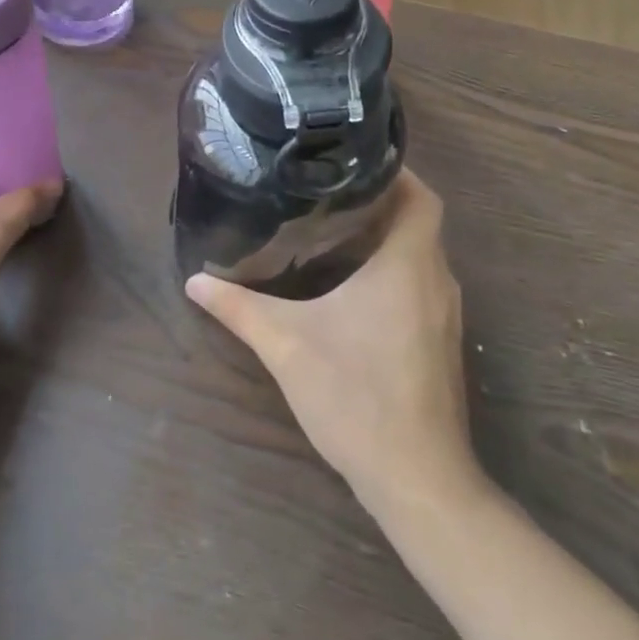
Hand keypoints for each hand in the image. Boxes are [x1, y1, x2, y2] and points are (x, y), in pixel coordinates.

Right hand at [185, 170, 479, 514]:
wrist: (417, 479)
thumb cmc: (356, 396)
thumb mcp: (286, 344)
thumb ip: (238, 308)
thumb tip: (194, 281)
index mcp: (409, 266)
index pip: (422, 197)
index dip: (396, 172)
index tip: (352, 160)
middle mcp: (436, 282)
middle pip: (418, 223)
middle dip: (379, 202)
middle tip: (325, 191)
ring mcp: (444, 317)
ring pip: (419, 257)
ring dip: (384, 240)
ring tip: (331, 228)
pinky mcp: (439, 344)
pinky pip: (418, 287)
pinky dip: (390, 272)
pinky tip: (348, 287)